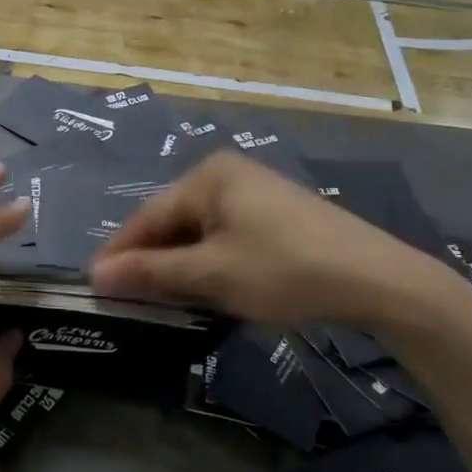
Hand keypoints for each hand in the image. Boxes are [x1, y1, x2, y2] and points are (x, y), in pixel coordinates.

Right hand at [89, 151, 457, 333]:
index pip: (147, 216)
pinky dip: (208, 260)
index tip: (93, 285)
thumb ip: (151, 272)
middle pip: (172, 219)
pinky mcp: (275, 212)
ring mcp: (254, 190)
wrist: (377, 278)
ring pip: (198, 229)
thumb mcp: (212, 274)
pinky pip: (224, 233)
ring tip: (161, 298)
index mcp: (207, 176)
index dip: (120, 253)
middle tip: (127, 297)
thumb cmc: (284, 270)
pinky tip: (207, 285)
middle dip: (151, 259)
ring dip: (179, 263)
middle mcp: (227, 173)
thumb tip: (95, 274)